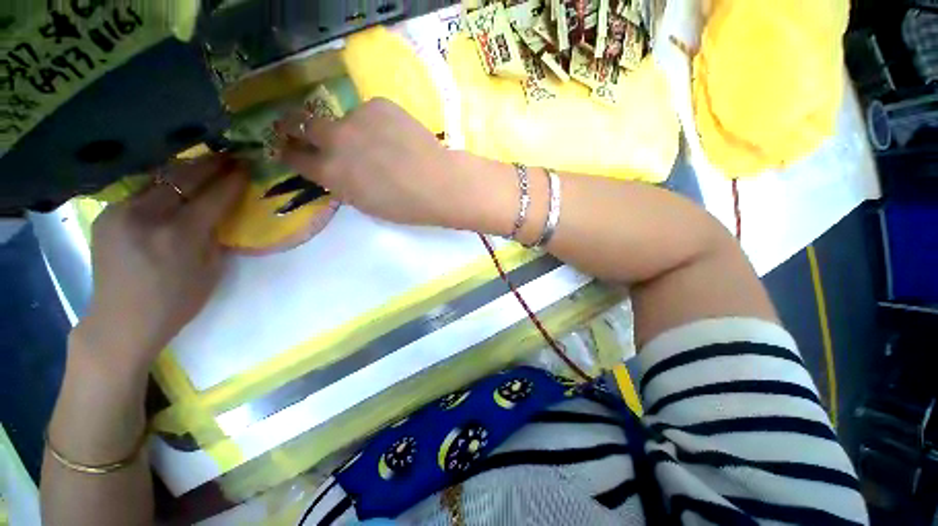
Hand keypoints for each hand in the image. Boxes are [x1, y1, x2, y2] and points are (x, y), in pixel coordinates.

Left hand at [73, 155, 246, 376]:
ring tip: (205, 164)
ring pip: (159, 179)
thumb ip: (216, 235)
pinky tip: (174, 184)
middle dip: (210, 164)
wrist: (121, 320)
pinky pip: (142, 190)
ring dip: (186, 170)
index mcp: (179, 236)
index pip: (213, 197)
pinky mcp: (107, 214)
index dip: (233, 180)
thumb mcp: (210, 270)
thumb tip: (223, 211)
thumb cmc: (176, 302)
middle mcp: (147, 217)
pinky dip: (163, 184)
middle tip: (230, 155)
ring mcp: (121, 212)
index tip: (247, 167)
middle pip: (183, 178)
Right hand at [274, 98, 490, 228]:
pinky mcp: (378, 104)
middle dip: (295, 126)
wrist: (439, 183)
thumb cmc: (406, 206)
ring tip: (379, 144)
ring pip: (343, 118)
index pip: (294, 157)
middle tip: (299, 127)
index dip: (289, 152)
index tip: (287, 148)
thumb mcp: (365, 203)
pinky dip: (376, 123)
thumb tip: (335, 170)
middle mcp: (334, 140)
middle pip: (300, 123)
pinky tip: (395, 136)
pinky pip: (369, 112)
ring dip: (351, 129)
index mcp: (330, 173)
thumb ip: (342, 184)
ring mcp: (356, 118)